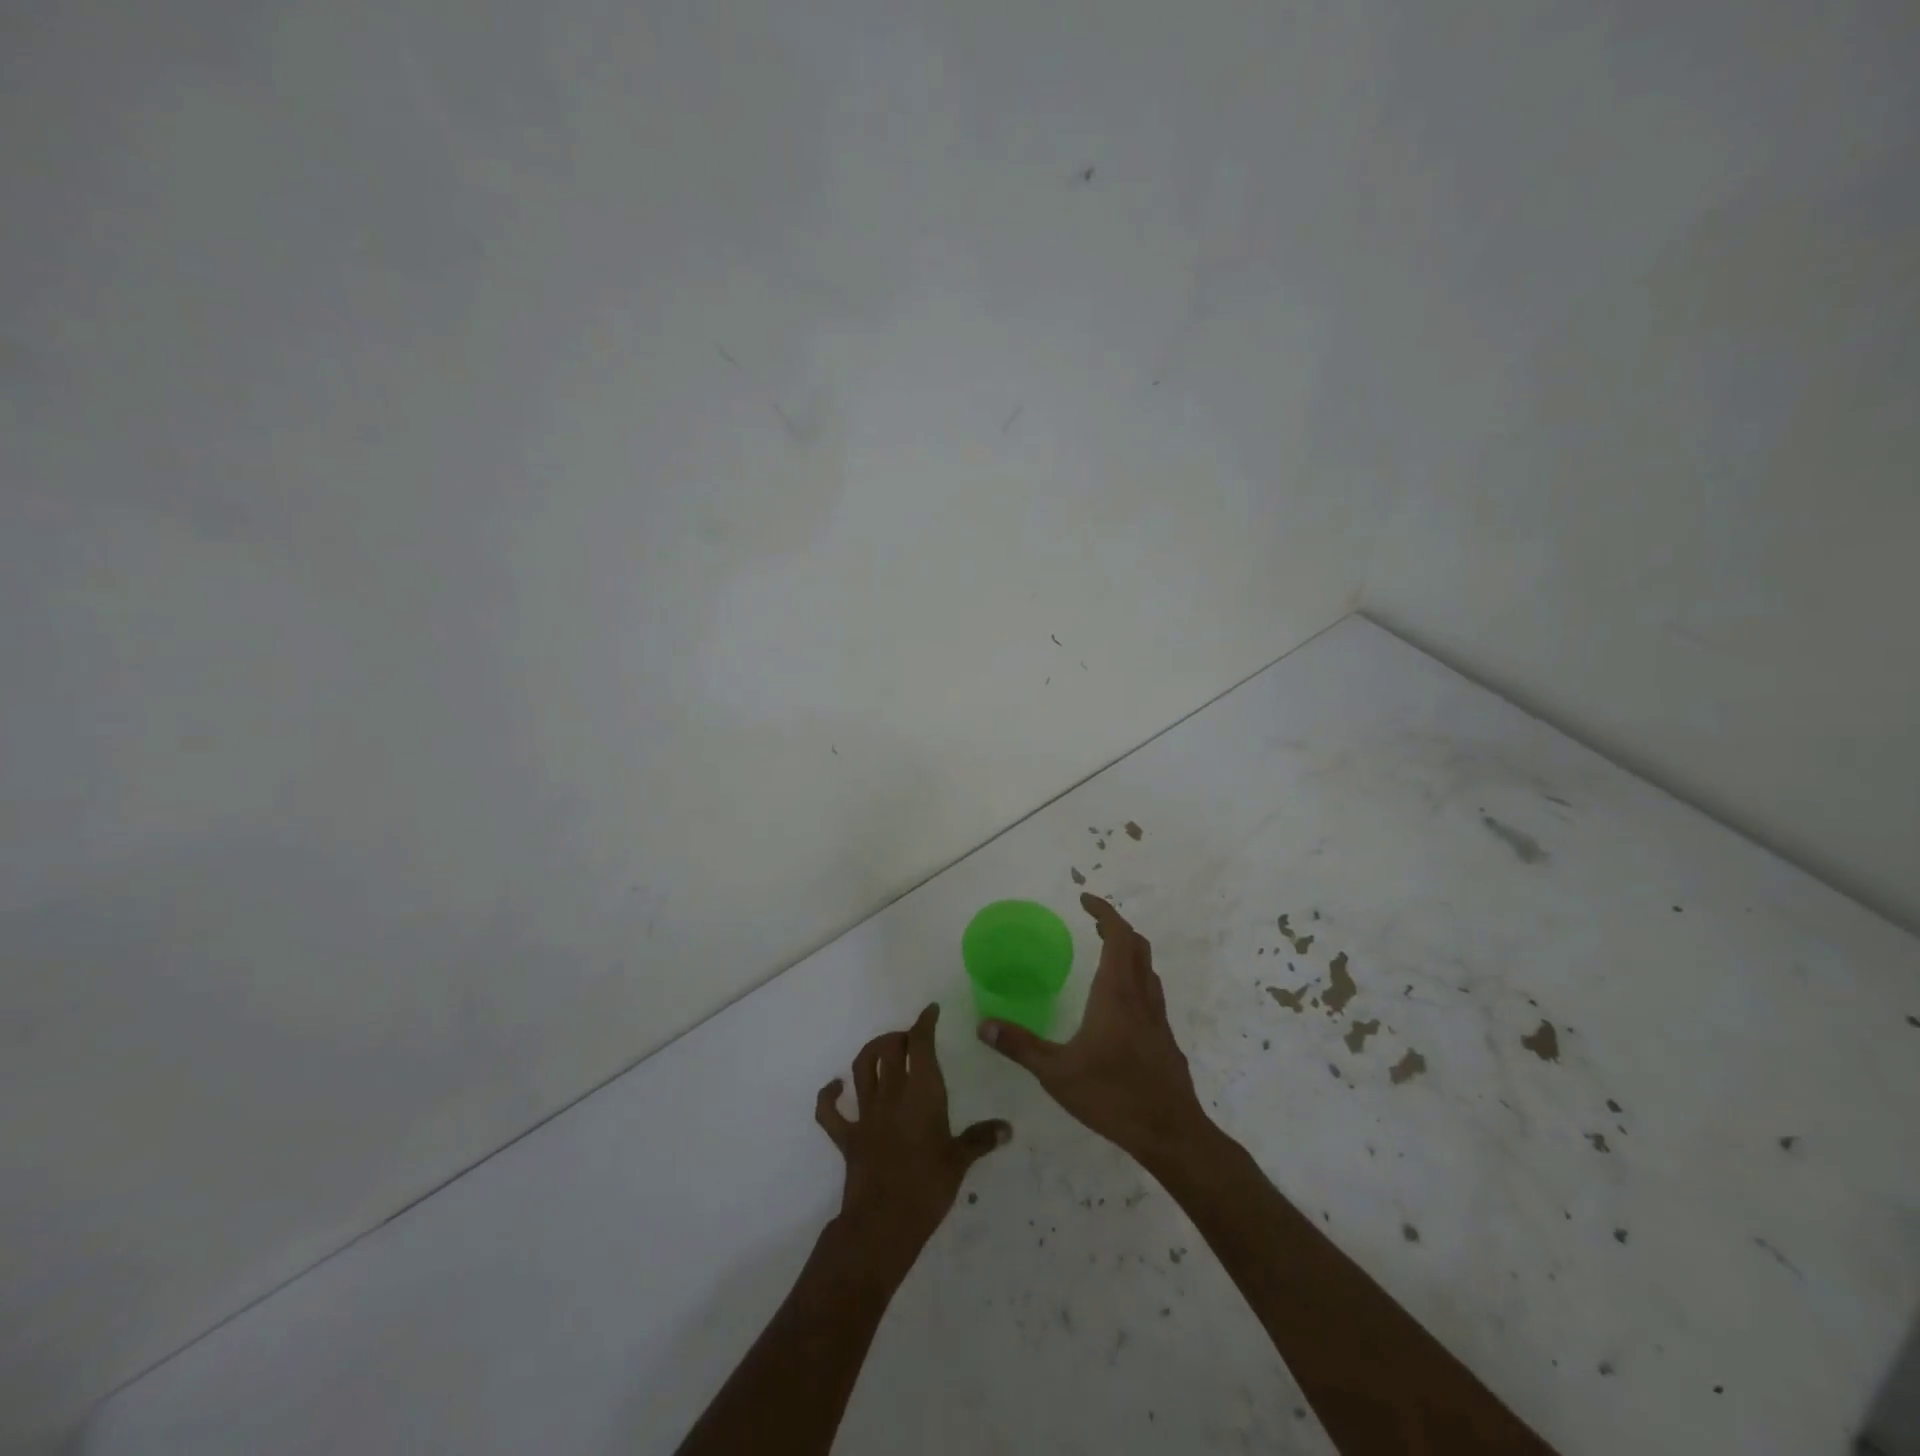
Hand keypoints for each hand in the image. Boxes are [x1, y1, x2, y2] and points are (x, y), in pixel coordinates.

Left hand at [815, 1004, 1010, 1275]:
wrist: (883, 1224)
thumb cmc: (928, 1188)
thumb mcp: (960, 1161)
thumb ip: (981, 1139)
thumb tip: (1007, 1128)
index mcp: (922, 1093)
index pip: (920, 1045)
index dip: (924, 1023)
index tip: (931, 1011)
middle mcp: (891, 1094)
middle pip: (889, 1048)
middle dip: (899, 1036)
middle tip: (912, 1039)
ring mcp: (866, 1114)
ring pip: (862, 1067)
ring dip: (871, 1051)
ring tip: (884, 1049)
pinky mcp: (847, 1136)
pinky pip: (829, 1111)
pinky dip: (829, 1096)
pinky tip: (835, 1087)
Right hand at [977, 893, 1206, 1158]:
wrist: (1171, 1133)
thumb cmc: (1112, 1095)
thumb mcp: (1056, 1073)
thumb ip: (1020, 1046)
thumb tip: (983, 1025)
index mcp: (1116, 993)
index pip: (1118, 936)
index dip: (1104, 912)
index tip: (1084, 900)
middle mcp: (1140, 997)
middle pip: (1137, 946)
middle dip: (1116, 927)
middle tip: (1092, 924)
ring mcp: (1157, 1018)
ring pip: (1147, 969)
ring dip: (1128, 952)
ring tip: (1104, 955)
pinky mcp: (1165, 1039)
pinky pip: (1151, 993)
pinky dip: (1135, 980)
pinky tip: (1119, 1005)